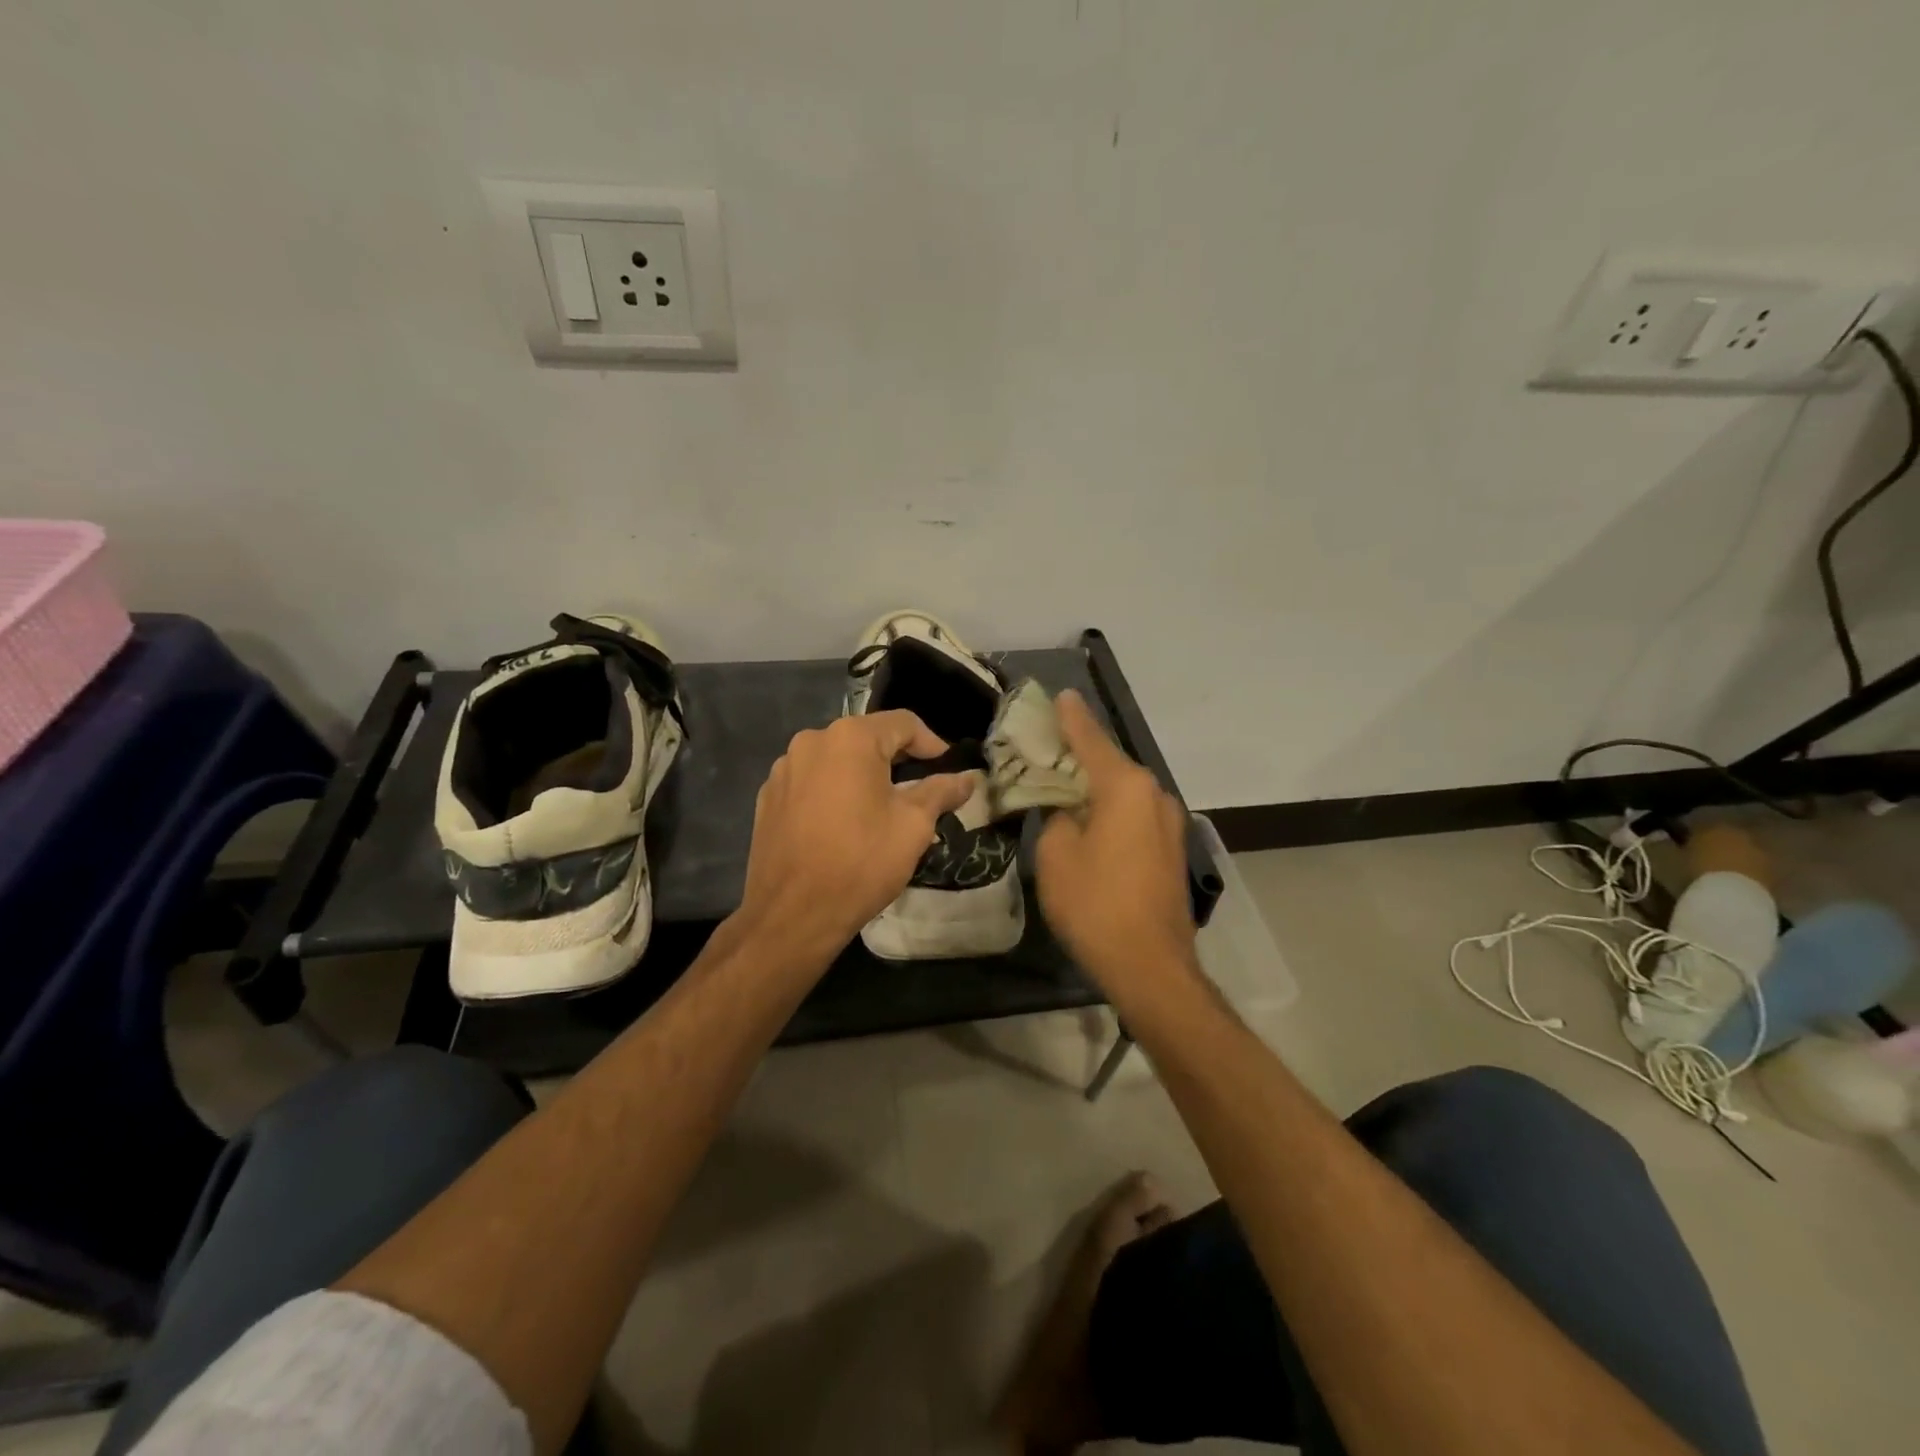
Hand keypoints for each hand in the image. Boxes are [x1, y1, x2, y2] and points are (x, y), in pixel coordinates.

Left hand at [736, 711, 977, 961]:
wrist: (792, 913)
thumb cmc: (861, 862)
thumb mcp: (913, 825)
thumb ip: (941, 792)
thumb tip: (969, 778)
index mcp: (850, 738)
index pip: (902, 723)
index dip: (931, 742)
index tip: (947, 767)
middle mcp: (812, 741)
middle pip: (866, 738)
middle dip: (897, 759)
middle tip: (920, 790)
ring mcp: (784, 769)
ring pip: (836, 760)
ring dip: (862, 776)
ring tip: (881, 809)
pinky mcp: (768, 797)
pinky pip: (811, 782)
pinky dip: (833, 792)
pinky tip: (843, 824)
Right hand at [1035, 691, 1196, 988]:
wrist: (1150, 966)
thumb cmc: (1096, 904)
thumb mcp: (1055, 855)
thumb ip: (1056, 817)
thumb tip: (1068, 810)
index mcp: (1125, 786)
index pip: (1090, 740)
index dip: (1070, 718)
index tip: (1060, 695)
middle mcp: (1154, 794)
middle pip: (1109, 763)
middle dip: (1079, 754)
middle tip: (1048, 746)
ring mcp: (1169, 822)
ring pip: (1124, 791)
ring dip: (1095, 785)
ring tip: (1064, 785)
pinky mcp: (1171, 849)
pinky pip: (1134, 814)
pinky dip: (1111, 809)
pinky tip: (1091, 819)